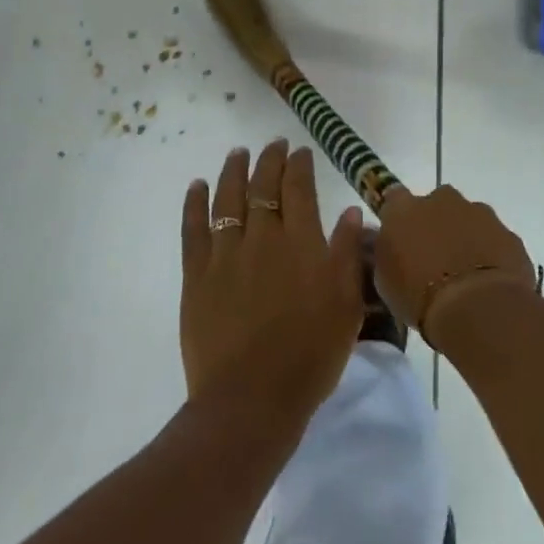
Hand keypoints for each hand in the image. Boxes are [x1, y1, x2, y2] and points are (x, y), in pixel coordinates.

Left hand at [180, 140, 366, 427]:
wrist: (252, 399)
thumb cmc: (310, 355)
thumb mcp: (346, 306)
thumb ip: (347, 254)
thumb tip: (350, 211)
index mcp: (301, 243)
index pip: (299, 189)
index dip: (299, 165)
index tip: (300, 151)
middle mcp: (262, 238)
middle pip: (263, 187)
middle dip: (269, 160)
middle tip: (274, 144)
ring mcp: (225, 255)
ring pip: (228, 199)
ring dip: (233, 172)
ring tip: (238, 153)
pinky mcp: (197, 276)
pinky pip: (193, 229)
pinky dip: (194, 204)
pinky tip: (196, 186)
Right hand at [374, 185, 538, 348]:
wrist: (477, 306)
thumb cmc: (418, 296)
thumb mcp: (385, 280)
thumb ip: (387, 253)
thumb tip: (393, 246)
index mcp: (403, 209)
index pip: (394, 198)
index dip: (399, 216)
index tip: (401, 235)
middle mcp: (440, 200)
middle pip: (435, 204)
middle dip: (435, 223)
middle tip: (434, 256)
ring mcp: (478, 212)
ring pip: (467, 217)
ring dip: (464, 236)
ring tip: (464, 272)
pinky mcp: (506, 231)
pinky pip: (493, 238)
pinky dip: (490, 251)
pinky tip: (487, 280)